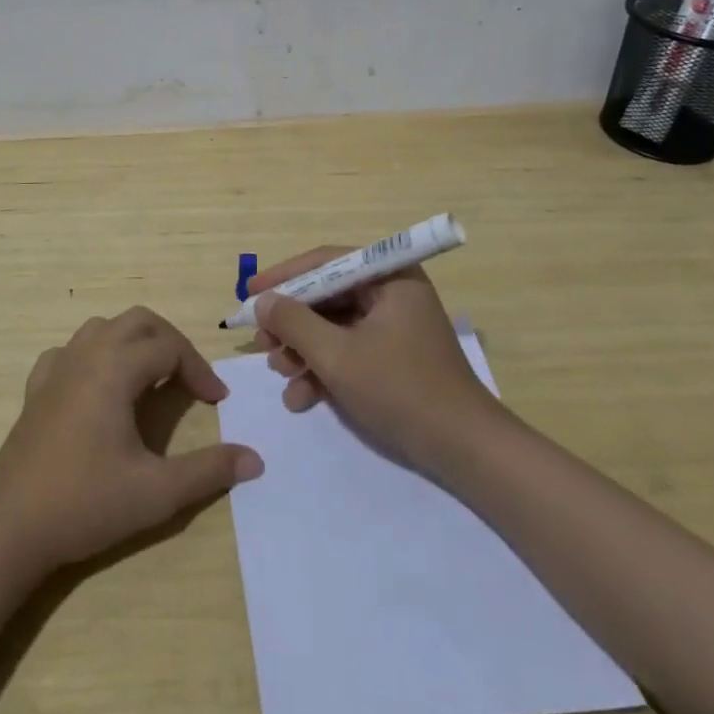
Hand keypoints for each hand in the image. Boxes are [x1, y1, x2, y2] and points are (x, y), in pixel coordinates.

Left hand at [0, 307, 263, 574]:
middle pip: (138, 321)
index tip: (218, 402)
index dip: (200, 369)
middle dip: (171, 342)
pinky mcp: (36, 388)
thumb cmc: (85, 503)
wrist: (8, 529)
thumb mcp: (156, 492)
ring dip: (134, 342)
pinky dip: (95, 355)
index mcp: (115, 367)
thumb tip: (254, 459)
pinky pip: (71, 350)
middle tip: (190, 379)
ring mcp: (56, 367)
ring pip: (103, 327)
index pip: (169, 347)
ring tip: (151, 377)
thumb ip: (208, 471)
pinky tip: (98, 386)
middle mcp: (86, 354)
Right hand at [252, 248, 505, 472]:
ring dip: (303, 350)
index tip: (250, 294)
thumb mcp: (338, 355)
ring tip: (281, 375)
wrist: (464, 451)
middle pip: (327, 296)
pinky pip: (348, 350)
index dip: (284, 276)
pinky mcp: (392, 357)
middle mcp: (392, 293)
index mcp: (389, 277)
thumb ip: (294, 323)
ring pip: (334, 326)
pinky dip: (323, 369)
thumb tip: (262, 301)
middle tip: (263, 343)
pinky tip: (301, 398)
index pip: (326, 262)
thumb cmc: (401, 390)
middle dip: (292, 323)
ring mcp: (394, 327)